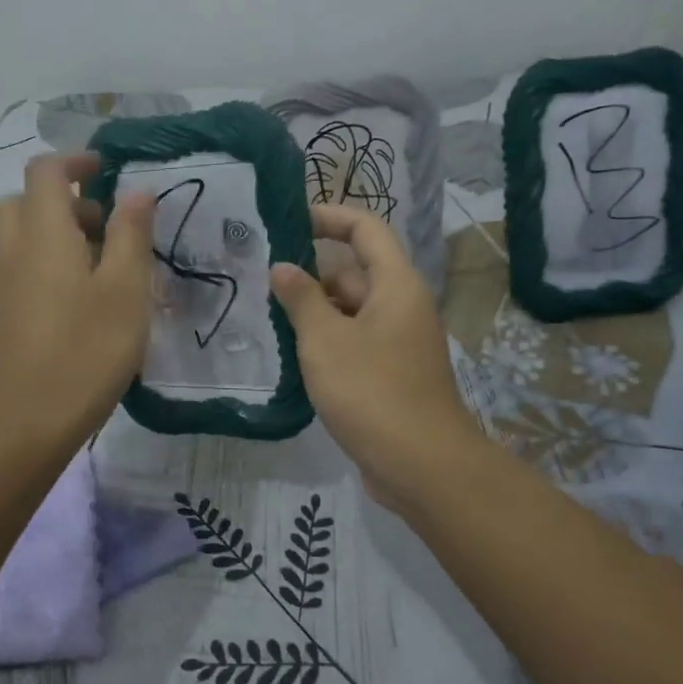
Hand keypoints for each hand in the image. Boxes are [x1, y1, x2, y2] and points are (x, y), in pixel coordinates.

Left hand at [0, 153, 155, 450]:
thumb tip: (136, 192)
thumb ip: (130, 235)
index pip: (45, 171)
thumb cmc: (85, 351)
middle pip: (25, 201)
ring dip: (57, 234)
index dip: (76, 161)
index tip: (108, 172)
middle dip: (65, 201)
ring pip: (22, 236)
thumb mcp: (125, 290)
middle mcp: (12, 250)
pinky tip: (82, 302)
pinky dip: (47, 263)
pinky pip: (21, 267)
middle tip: (106, 227)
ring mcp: (0, 284)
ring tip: (102, 268)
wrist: (24, 423)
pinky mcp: (0, 314)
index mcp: (42, 233)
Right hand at [271, 205, 487, 510]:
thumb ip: (301, 298)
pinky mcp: (390, 375)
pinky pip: (354, 343)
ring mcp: (397, 343)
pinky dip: (326, 342)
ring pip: (351, 312)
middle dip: (311, 274)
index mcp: (396, 286)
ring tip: (268, 316)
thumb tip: (284, 268)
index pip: (366, 230)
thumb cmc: (371, 391)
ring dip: (314, 312)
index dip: (330, 217)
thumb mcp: (326, 340)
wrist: (420, 466)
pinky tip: (292, 356)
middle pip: (354, 272)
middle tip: (262, 280)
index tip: (289, 220)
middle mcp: (402, 307)